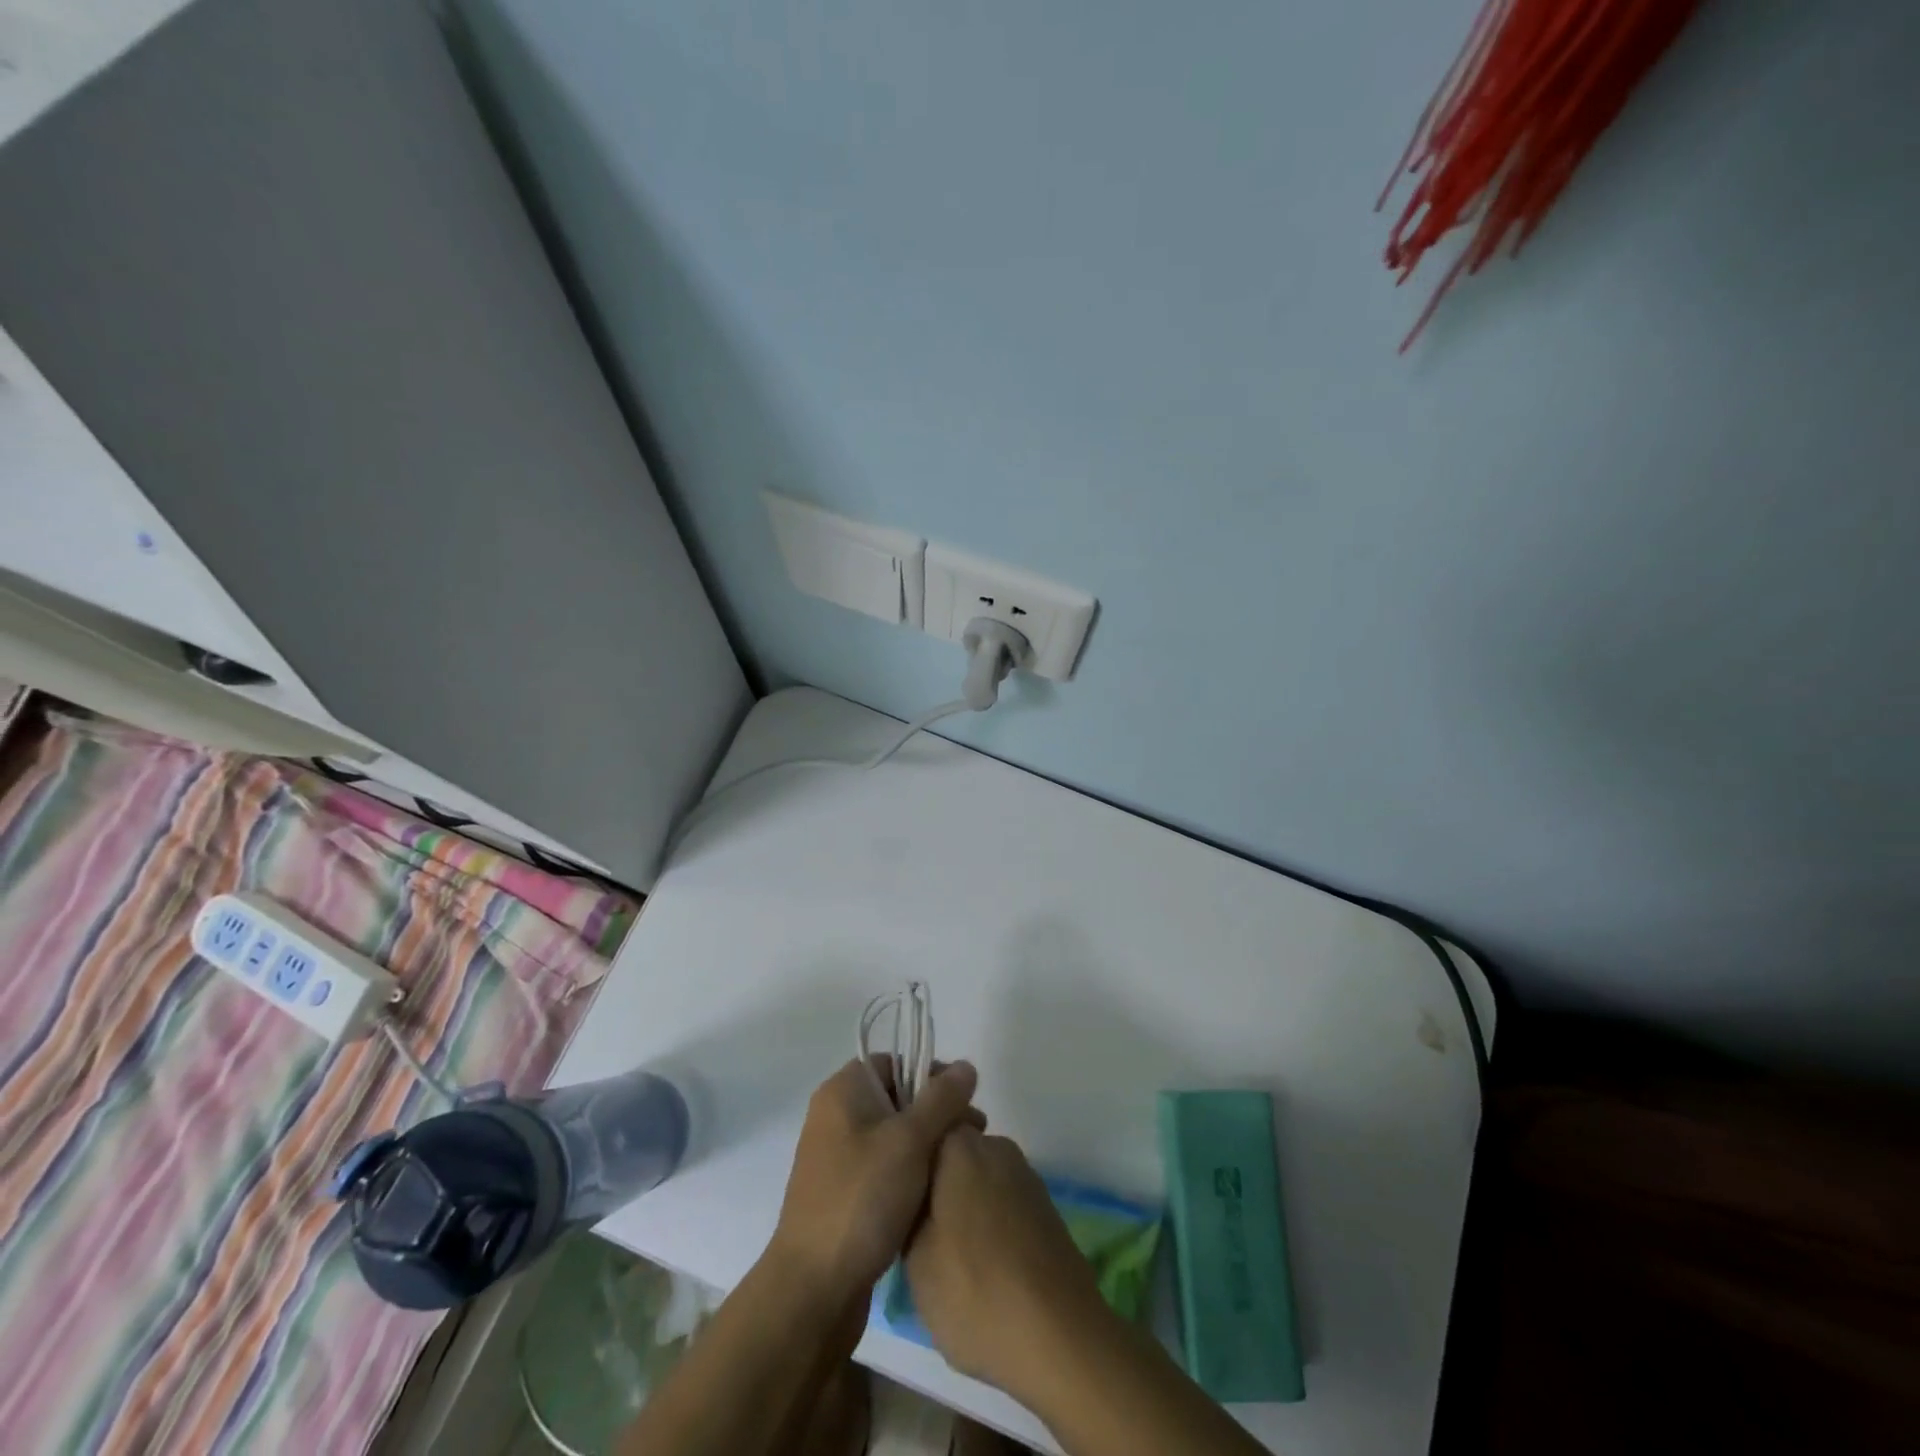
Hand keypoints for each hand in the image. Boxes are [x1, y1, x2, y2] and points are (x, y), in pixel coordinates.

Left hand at [769, 1058, 982, 1307]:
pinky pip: (885, 1168)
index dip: (931, 1074)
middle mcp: (836, 1116)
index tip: (964, 1101)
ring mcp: (837, 1157)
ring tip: (961, 1167)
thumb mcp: (910, 1140)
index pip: (894, 1061)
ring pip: (894, 1136)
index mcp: (843, 1091)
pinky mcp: (844, 1194)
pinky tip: (936, 1194)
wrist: (814, 1289)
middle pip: (897, 1098)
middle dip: (937, 1113)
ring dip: (928, 1146)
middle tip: (974, 1136)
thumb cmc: (862, 1198)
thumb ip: (942, 1098)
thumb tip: (967, 1065)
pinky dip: (911, 1174)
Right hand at [905, 1128, 1108, 1401]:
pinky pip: (1002, 1202)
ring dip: (962, 1207)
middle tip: (916, 1234)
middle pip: (951, 1155)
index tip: (893, 1199)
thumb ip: (908, 1214)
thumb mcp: (915, 1259)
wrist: (1060, 1336)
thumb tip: (915, 1199)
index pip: (922, 1131)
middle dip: (934, 1185)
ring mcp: (1025, 1175)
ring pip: (977, 1179)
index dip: (904, 1163)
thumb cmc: (974, 1290)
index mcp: (958, 1145)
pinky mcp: (1045, 1206)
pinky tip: (984, 1268)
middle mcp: (995, 1146)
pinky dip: (989, 1225)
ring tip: (949, 1258)